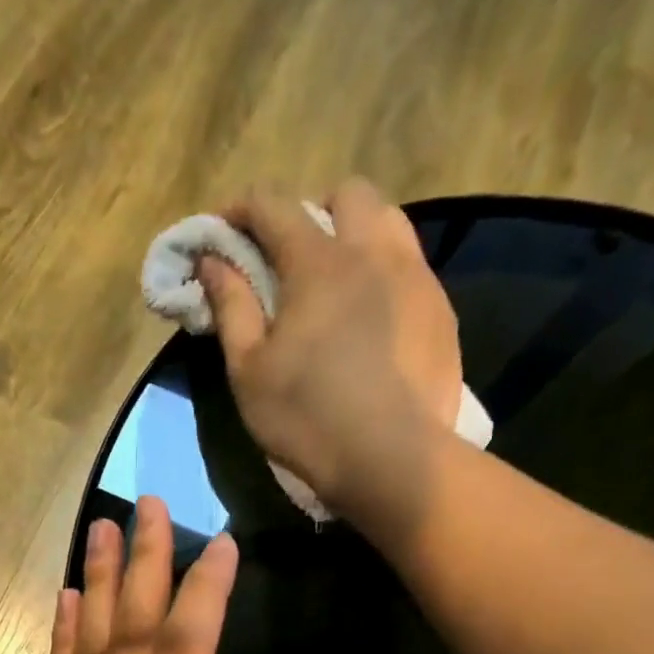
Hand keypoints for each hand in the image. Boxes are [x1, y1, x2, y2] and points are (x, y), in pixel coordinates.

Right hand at [197, 178, 463, 530]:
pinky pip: (410, 265)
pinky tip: (370, 318)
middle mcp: (373, 251)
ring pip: (388, 221)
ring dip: (355, 233)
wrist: (392, 459)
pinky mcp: (441, 310)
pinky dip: (382, 272)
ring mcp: (416, 277)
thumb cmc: (306, 417)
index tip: (220, 233)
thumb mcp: (249, 370)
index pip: (274, 205)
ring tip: (336, 281)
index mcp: (319, 262)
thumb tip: (212, 261)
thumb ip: (231, 307)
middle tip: (288, 258)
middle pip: (345, 195)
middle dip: (310, 211)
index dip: (240, 210)